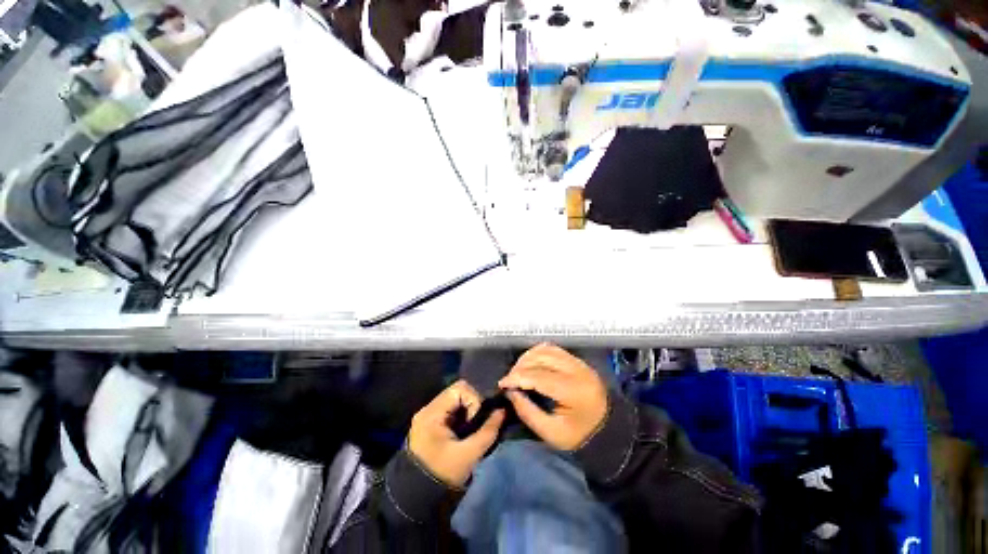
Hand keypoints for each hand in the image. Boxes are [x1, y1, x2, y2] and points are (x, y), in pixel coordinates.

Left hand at [408, 380, 504, 486]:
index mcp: (433, 413)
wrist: (416, 497)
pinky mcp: (431, 422)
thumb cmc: (443, 475)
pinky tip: (464, 431)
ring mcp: (428, 415)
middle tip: (477, 424)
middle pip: (457, 392)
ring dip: (467, 410)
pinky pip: (451, 409)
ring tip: (471, 429)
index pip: (460, 388)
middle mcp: (428, 408)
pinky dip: (461, 416)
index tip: (477, 421)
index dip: (474, 399)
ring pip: (455, 400)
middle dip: (472, 405)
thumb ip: (488, 431)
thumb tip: (502, 411)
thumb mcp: (469, 455)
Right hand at [499, 343, 608, 450]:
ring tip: (518, 371)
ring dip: (528, 358)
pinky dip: (538, 353)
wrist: (609, 429)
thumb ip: (528, 412)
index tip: (502, 384)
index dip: (517, 378)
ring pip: (546, 349)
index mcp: (573, 391)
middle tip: (509, 380)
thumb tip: (511, 392)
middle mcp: (577, 370)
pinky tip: (531, 363)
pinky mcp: (578, 360)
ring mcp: (579, 362)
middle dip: (520, 367)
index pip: (538, 376)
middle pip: (541, 358)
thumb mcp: (551, 433)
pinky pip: (553, 349)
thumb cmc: (580, 435)